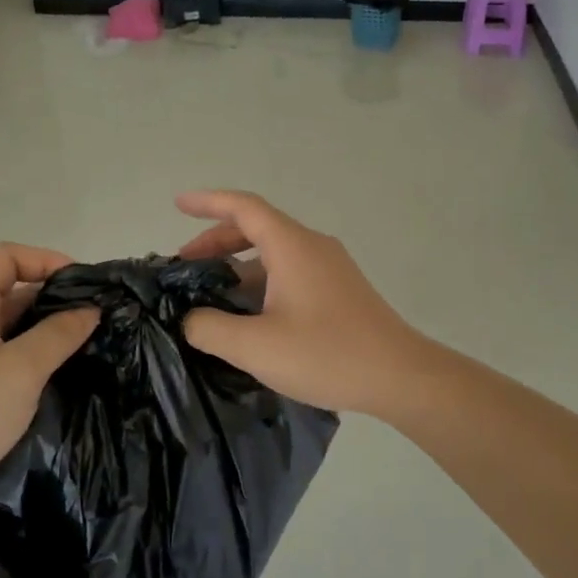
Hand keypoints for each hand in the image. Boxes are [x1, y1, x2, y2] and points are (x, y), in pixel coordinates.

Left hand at [0, 243, 96, 543]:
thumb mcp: (17, 371)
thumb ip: (58, 335)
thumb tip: (90, 310)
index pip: (6, 258)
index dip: (46, 260)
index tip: (86, 286)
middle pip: (13, 295)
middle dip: (58, 303)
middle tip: (103, 323)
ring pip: (14, 337)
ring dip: (51, 341)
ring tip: (95, 355)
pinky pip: (8, 371)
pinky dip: (37, 372)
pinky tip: (66, 389)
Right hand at [175, 190, 432, 415]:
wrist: (399, 375)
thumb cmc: (326, 354)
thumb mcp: (255, 346)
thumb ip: (210, 328)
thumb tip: (190, 318)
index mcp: (292, 246)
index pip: (244, 207)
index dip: (207, 202)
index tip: (177, 203)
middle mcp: (312, 247)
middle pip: (258, 228)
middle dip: (217, 240)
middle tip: (185, 265)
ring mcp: (330, 268)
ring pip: (275, 253)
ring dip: (239, 265)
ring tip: (209, 293)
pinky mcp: (339, 291)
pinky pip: (290, 272)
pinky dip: (261, 281)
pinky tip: (248, 314)